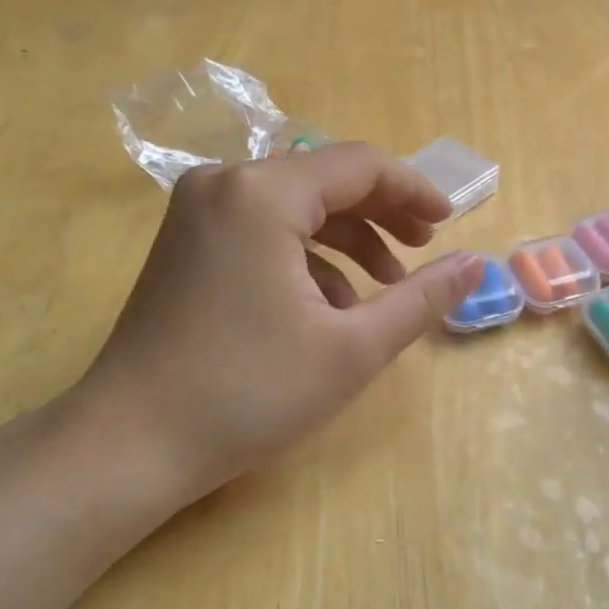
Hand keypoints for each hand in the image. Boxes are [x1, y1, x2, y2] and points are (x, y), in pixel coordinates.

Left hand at [55, 144, 482, 527]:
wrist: (131, 444)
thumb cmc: (249, 392)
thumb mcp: (352, 348)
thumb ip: (421, 299)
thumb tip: (476, 264)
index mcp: (262, 193)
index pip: (360, 165)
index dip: (414, 190)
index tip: (449, 225)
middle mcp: (225, 182)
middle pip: (325, 179)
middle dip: (382, 213)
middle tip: (424, 251)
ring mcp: (198, 210)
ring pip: (295, 204)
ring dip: (347, 238)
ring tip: (383, 288)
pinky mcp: (187, 240)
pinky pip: (263, 228)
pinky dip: (305, 255)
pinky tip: (327, 305)